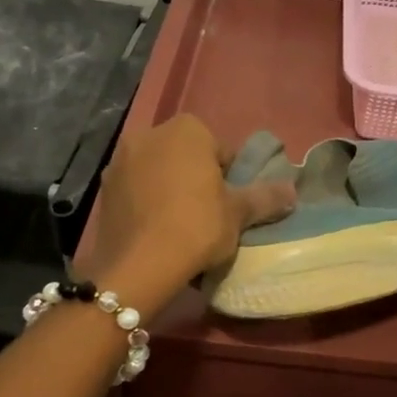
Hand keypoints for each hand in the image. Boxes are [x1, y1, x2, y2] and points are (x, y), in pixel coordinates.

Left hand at [86, 116, 295, 302]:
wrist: (138, 266)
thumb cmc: (197, 227)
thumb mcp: (239, 213)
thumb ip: (266, 197)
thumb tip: (292, 190)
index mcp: (187, 130)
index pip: (220, 149)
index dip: (230, 177)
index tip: (232, 204)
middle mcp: (150, 134)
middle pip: (186, 156)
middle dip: (197, 178)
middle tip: (210, 215)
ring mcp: (121, 161)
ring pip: (158, 171)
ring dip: (170, 189)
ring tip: (181, 225)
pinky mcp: (104, 189)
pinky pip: (136, 190)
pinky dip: (147, 203)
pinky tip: (157, 230)